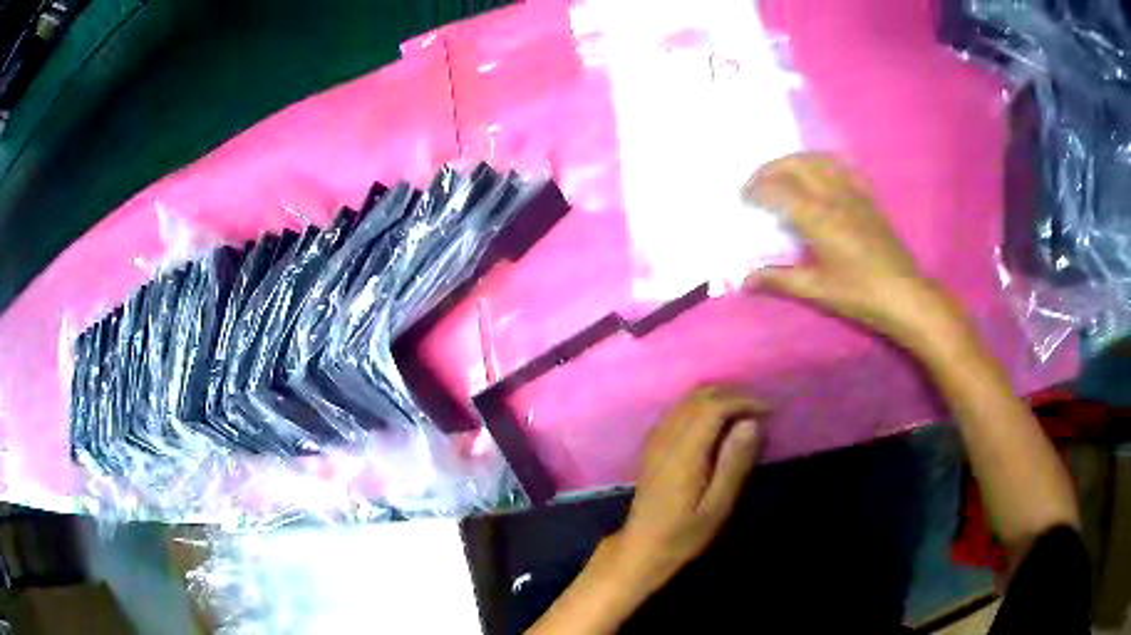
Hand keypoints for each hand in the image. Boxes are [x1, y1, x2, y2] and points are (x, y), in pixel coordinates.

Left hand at [608, 387, 764, 591]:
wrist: (642, 548)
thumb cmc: (684, 534)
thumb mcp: (717, 507)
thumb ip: (734, 463)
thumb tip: (752, 423)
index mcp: (684, 452)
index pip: (714, 406)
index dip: (744, 400)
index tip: (770, 411)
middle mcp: (667, 437)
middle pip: (700, 396)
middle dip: (735, 394)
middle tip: (762, 409)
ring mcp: (656, 440)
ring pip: (688, 400)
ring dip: (719, 397)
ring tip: (747, 413)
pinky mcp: (653, 446)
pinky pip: (680, 411)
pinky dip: (704, 406)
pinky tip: (719, 423)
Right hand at [743, 153, 961, 348]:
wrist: (904, 295)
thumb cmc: (860, 294)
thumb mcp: (817, 290)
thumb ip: (780, 280)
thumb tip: (745, 281)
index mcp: (819, 218)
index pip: (779, 191)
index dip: (756, 190)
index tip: (743, 198)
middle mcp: (834, 196)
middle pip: (796, 165)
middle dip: (770, 168)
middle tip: (756, 182)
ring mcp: (854, 193)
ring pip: (819, 160)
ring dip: (794, 160)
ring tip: (782, 173)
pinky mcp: (868, 197)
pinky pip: (842, 168)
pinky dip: (823, 164)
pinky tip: (819, 174)